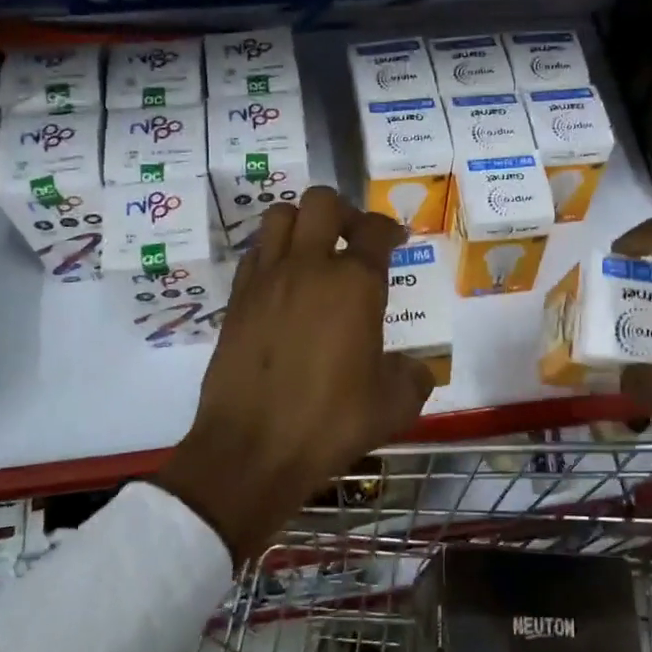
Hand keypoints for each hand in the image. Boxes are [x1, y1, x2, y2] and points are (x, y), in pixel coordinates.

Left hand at [156, 187, 435, 562]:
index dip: (391, 229)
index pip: (376, 231)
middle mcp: (309, 268)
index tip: (396, 239)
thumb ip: (413, 377)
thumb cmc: (330, 423)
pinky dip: (273, 252)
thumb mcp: (394, 406)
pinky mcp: (237, 299)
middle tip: (354, 239)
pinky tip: (284, 283)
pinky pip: (255, 252)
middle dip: (344, 212)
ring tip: (314, 251)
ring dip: (302, 223)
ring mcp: (267, 279)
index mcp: (355, 285)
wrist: (252, 449)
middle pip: (322, 202)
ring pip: (280, 215)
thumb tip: (414, 368)